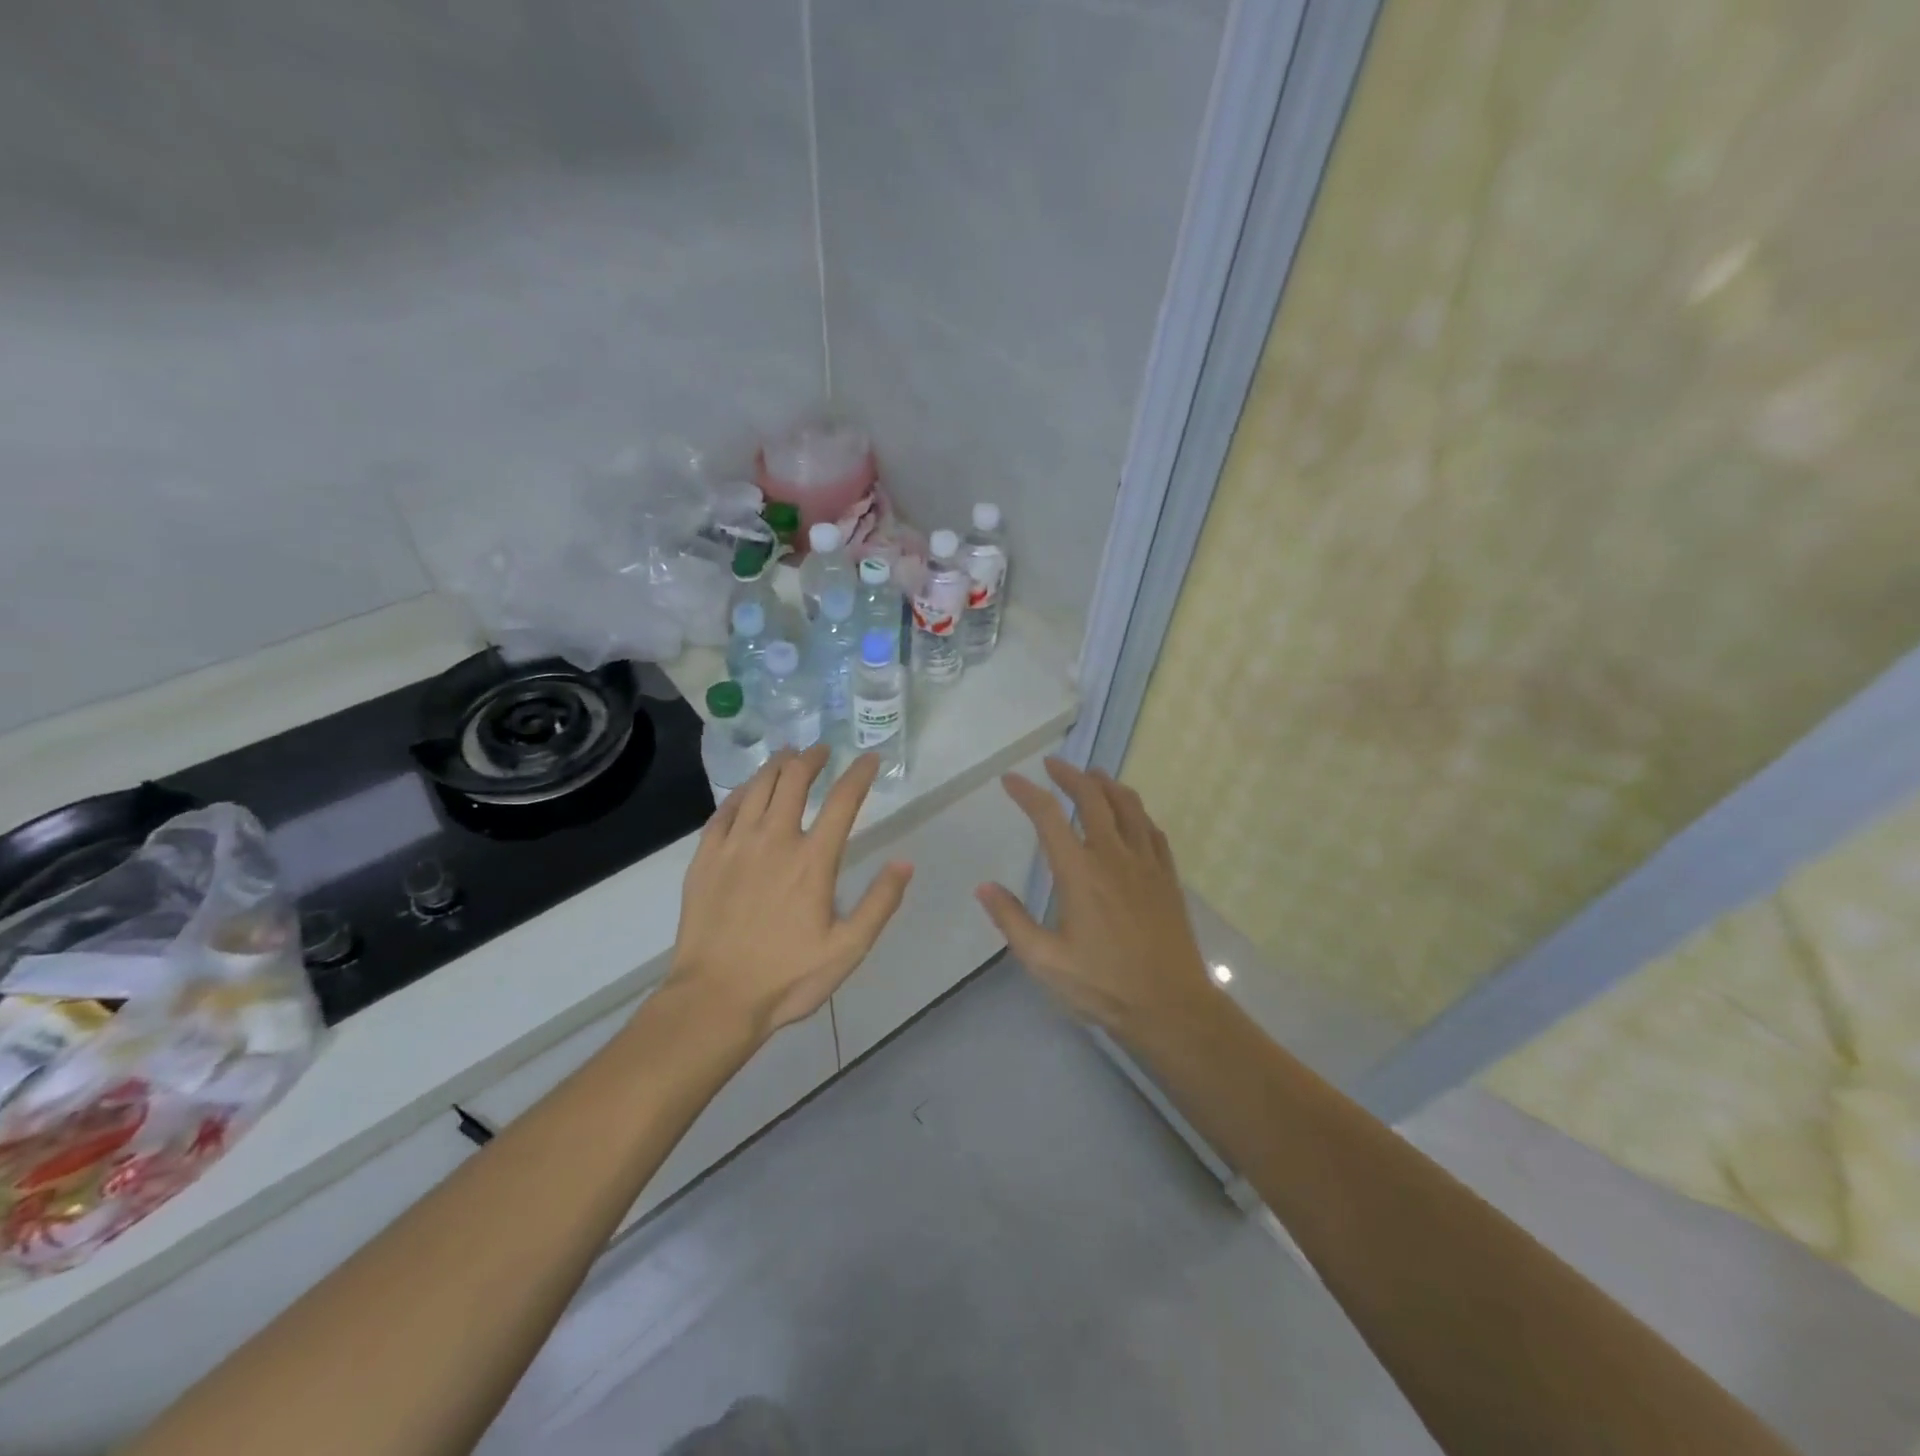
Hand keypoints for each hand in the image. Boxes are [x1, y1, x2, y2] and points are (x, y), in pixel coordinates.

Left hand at [668, 745, 913, 1037]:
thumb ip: (880, 903)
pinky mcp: (706, 858)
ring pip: (757, 788)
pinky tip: (747, 791)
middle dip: (811, 758)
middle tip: (821, 750)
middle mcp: (774, 840)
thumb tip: (905, 862)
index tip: (869, 759)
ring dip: (776, 766)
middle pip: (794, 781)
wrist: (715, 998)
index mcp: (813, 860)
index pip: (842, 801)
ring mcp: (735, 846)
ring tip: (787, 755)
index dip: (859, 774)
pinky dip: (741, 793)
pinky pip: (723, 811)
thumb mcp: (848, 949)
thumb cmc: (787, 977)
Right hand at [977, 758, 1213, 1043]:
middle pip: (1092, 798)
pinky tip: (1131, 816)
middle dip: (1070, 775)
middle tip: (1053, 764)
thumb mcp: (1044, 960)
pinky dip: (1137, 813)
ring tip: (1092, 776)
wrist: (1170, 1007)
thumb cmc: (1102, 985)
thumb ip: (1012, 920)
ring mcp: (1146, 864)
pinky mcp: (1168, 877)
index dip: (1027, 793)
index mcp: (1079, 872)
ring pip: (1128, 806)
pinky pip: (1152, 830)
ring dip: (1107, 784)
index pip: (1048, 816)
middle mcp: (1113, 856)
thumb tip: (983, 886)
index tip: (1010, 780)